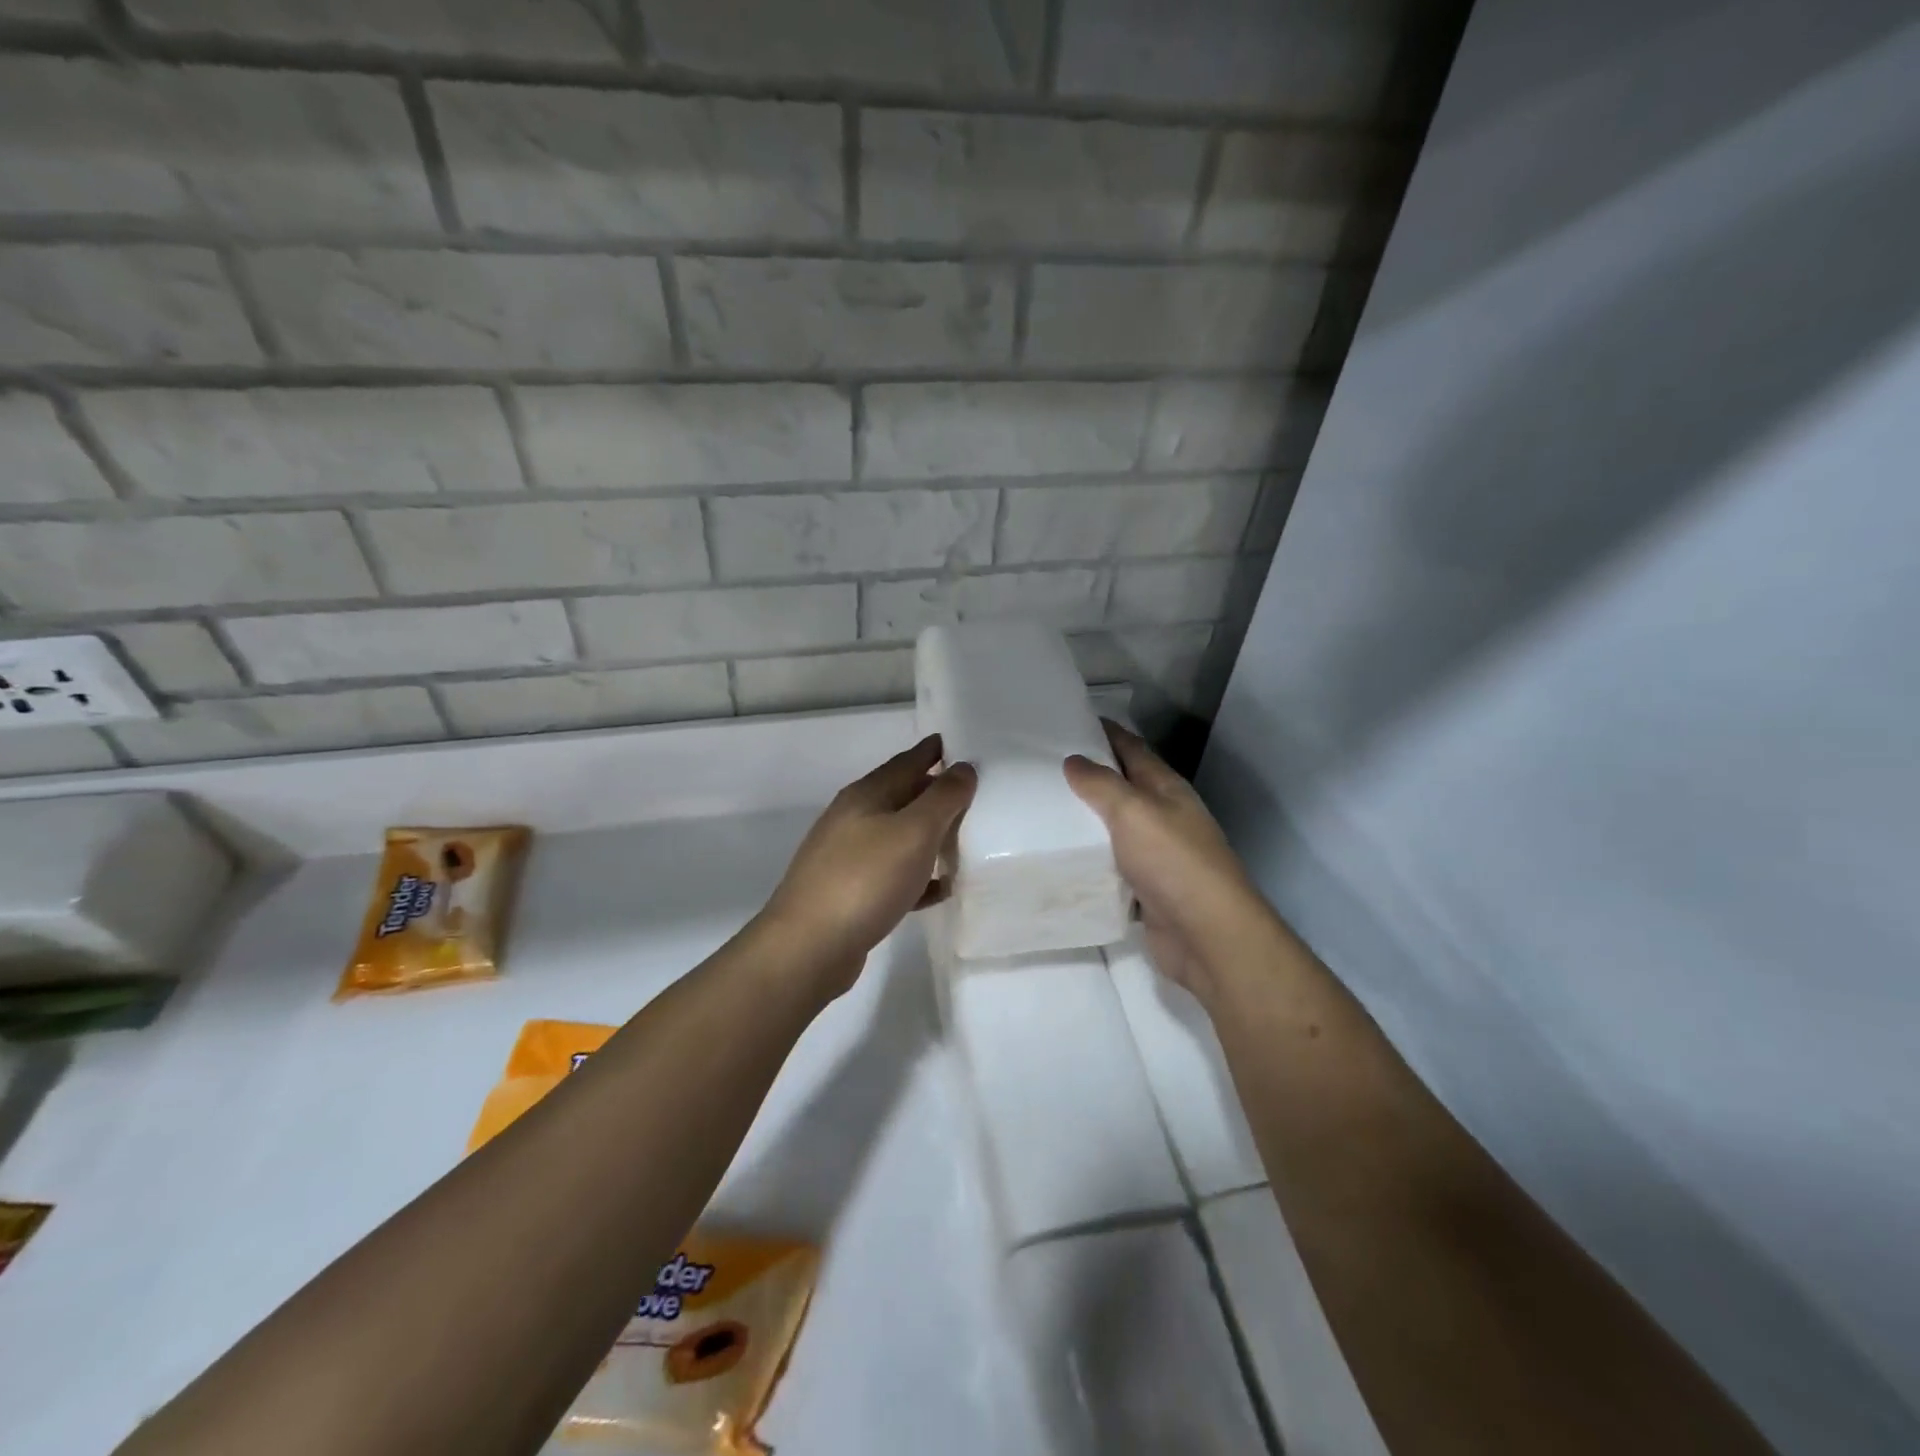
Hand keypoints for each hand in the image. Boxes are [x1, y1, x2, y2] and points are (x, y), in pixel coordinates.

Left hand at [757, 735, 975, 997]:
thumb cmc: (864, 879)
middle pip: (902, 797)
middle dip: (935, 793)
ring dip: (929, 835)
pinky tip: (940, 889)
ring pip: (898, 836)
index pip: (907, 761)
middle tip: (974, 793)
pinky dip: (918, 875)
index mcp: (866, 795)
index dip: (933, 751)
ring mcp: (848, 857)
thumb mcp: (913, 832)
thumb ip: (943, 798)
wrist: (808, 947)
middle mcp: (853, 819)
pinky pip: (893, 874)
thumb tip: (963, 767)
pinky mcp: (850, 893)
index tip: (960, 743)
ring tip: (964, 839)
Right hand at [1065, 720, 1272, 1002]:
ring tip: (1041, 809)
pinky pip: (1111, 866)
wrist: (1206, 935)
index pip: (1132, 748)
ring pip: (1114, 829)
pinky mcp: (1145, 890)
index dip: (1106, 732)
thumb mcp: (1133, 811)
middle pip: (1122, 788)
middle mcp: (1164, 817)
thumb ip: (1101, 784)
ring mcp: (1157, 855)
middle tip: (1041, 767)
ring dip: (1086, 820)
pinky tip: (1059, 857)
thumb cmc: (1172, 861)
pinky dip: (1089, 860)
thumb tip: (1073, 760)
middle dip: (1088, 776)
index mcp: (1166, 789)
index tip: (1069, 720)